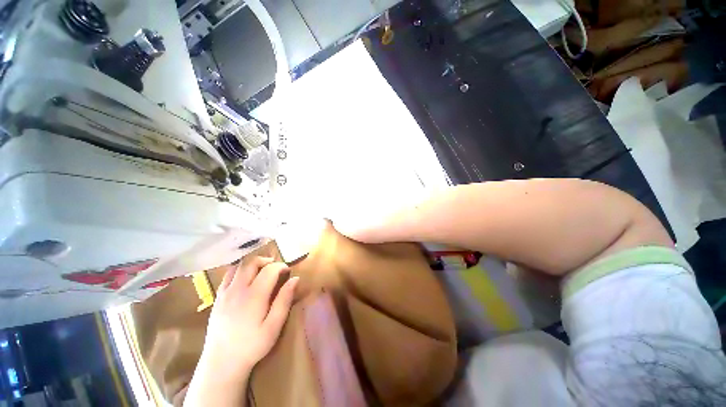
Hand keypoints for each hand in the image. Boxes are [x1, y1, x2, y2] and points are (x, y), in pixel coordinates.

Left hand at [202, 257, 298, 374]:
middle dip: (266, 261)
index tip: (288, 271)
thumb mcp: (273, 327)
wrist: (221, 362)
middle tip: (276, 268)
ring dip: (252, 264)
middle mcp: (237, 289)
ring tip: (261, 271)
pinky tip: (246, 280)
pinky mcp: (217, 297)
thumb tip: (295, 279)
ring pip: (238, 266)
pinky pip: (228, 275)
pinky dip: (239, 271)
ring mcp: (225, 292)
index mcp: (254, 296)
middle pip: (251, 262)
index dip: (281, 266)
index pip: (270, 269)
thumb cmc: (251, 346)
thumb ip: (284, 300)